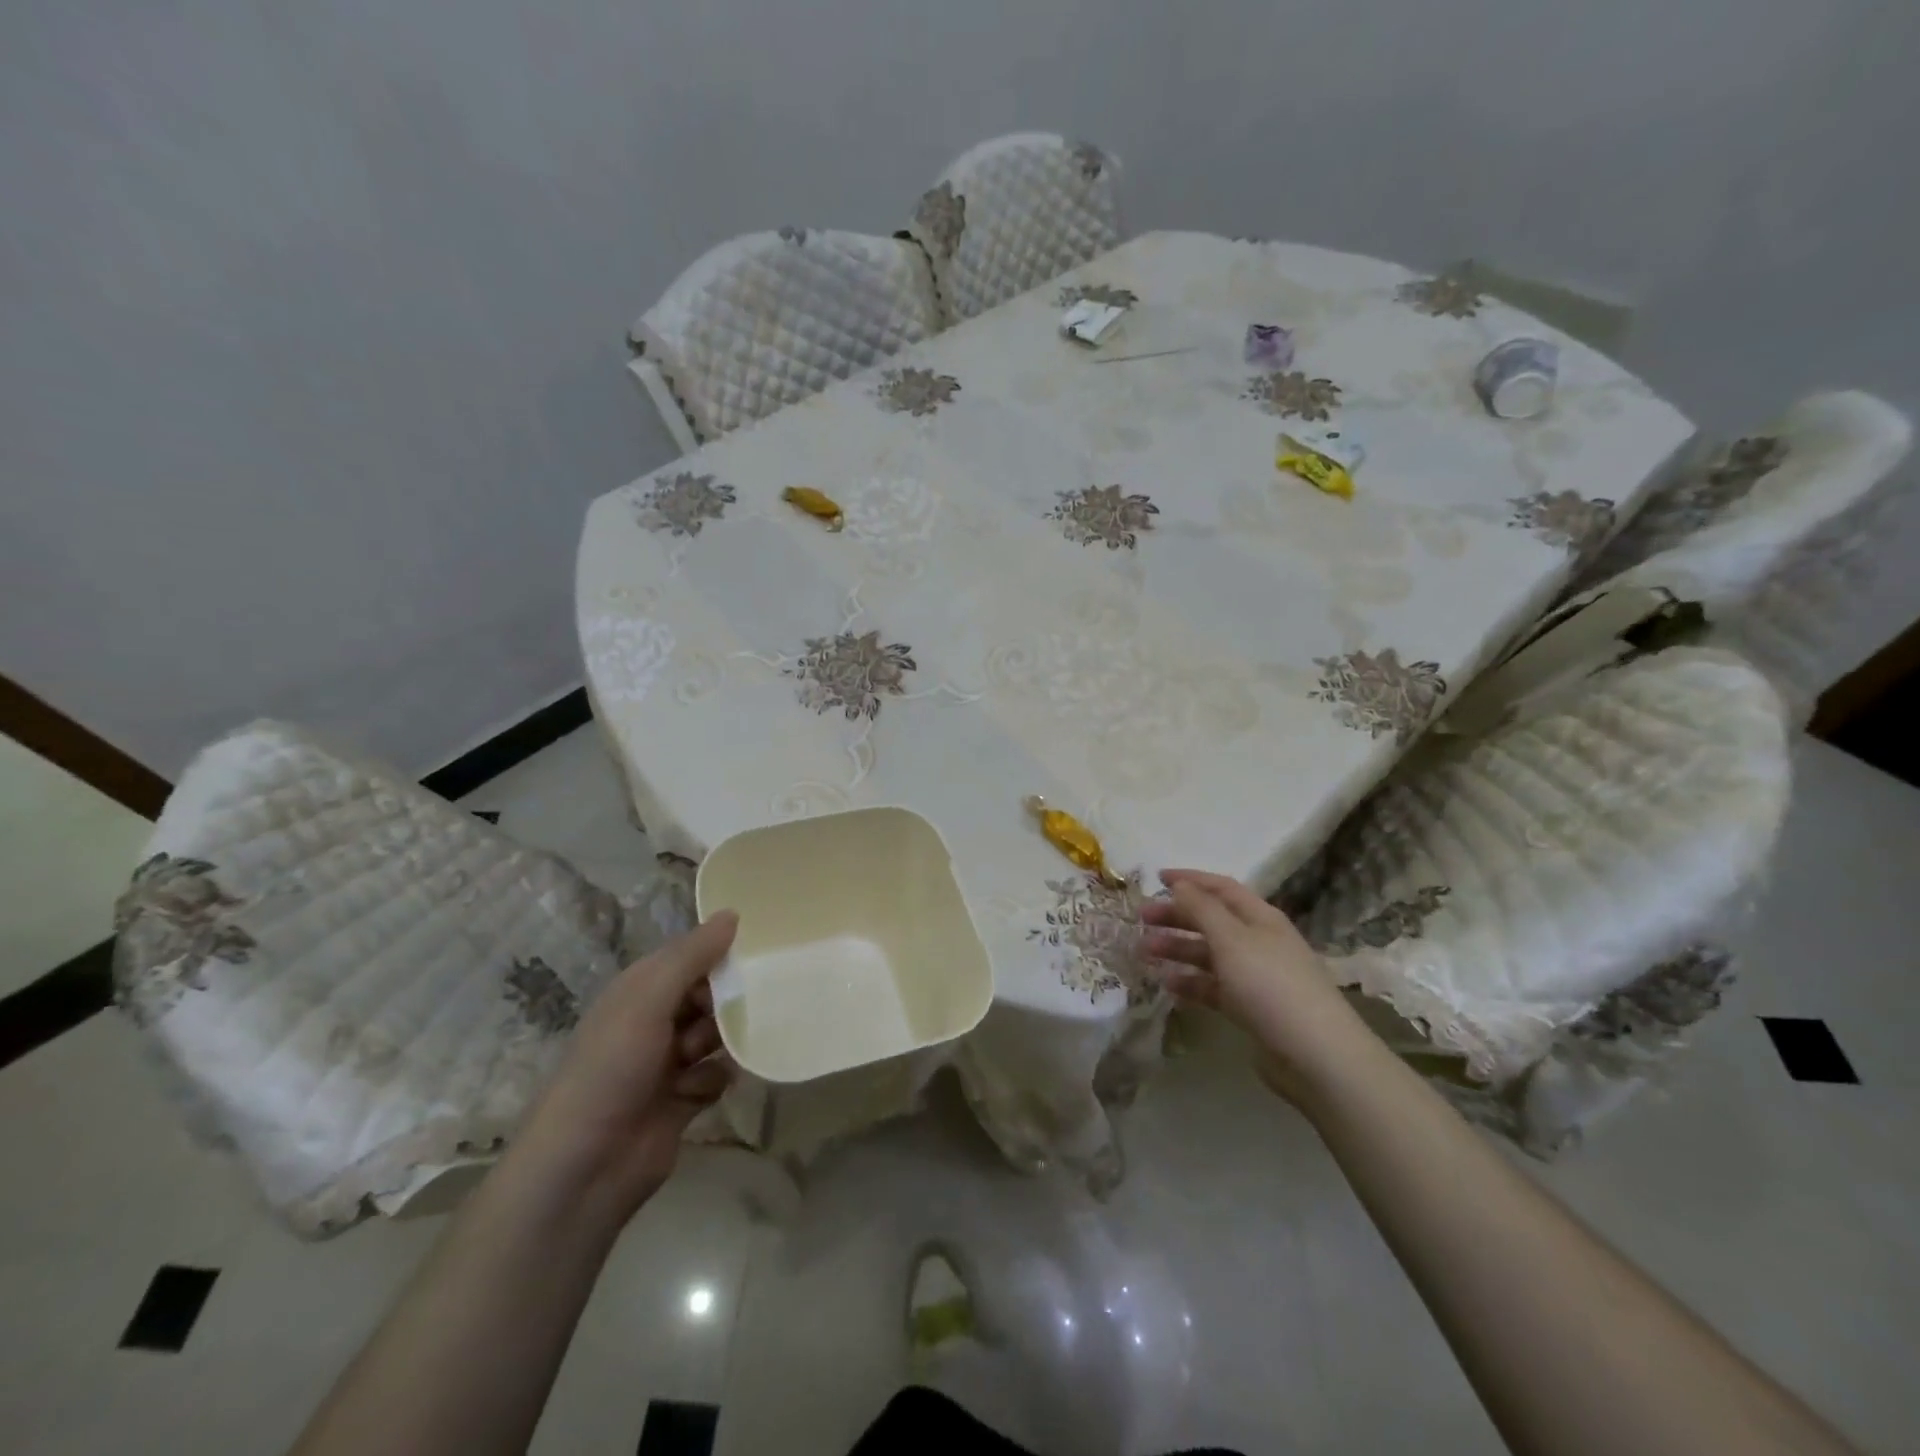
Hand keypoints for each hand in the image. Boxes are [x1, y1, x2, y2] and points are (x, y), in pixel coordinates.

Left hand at [518, 913, 738, 1219]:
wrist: (583, 1169)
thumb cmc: (611, 1069)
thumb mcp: (648, 1000)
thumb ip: (692, 957)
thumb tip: (733, 914)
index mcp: (640, 991)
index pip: (689, 956)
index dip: (719, 952)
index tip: (759, 950)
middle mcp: (653, 1021)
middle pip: (707, 995)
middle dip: (727, 1000)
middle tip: (747, 1004)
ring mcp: (666, 1063)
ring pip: (716, 1035)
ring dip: (722, 1041)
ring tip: (715, 1053)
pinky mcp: (681, 1100)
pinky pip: (715, 1076)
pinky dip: (713, 1081)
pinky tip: (700, 1092)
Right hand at [1142, 870, 1369, 1103]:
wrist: (1315, 1054)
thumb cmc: (1270, 985)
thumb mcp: (1231, 939)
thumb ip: (1202, 909)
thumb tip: (1180, 885)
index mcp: (1260, 917)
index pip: (1221, 887)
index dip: (1189, 880)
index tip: (1155, 878)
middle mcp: (1258, 941)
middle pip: (1212, 920)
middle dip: (1177, 916)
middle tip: (1141, 920)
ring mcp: (1256, 976)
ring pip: (1209, 954)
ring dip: (1177, 949)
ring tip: (1145, 953)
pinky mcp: (1251, 1008)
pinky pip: (1214, 986)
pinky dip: (1190, 982)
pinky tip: (1167, 985)